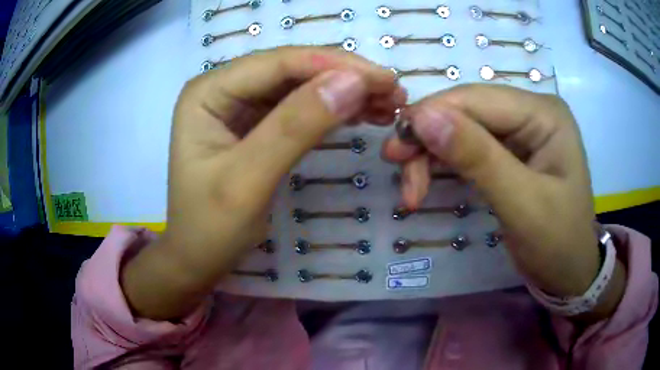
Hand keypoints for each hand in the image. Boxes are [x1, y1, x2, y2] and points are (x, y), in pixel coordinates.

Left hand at [122, 47, 403, 319]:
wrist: (197, 259)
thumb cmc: (210, 229)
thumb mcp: (248, 180)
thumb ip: (297, 126)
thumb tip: (354, 82)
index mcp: (208, 92)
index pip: (278, 63)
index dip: (335, 65)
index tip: (386, 79)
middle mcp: (223, 88)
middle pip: (292, 70)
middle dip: (345, 77)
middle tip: (394, 93)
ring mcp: (239, 105)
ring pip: (301, 86)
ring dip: (345, 91)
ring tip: (387, 104)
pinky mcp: (255, 124)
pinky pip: (300, 108)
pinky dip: (333, 109)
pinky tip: (361, 114)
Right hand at [382, 84, 624, 318]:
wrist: (569, 272)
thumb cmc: (557, 244)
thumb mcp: (523, 206)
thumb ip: (479, 159)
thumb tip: (424, 118)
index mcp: (544, 113)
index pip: (478, 99)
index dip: (432, 116)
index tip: (395, 149)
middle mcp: (531, 111)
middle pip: (467, 110)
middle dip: (429, 137)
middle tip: (396, 167)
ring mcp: (520, 130)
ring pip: (461, 127)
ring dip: (431, 152)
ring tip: (410, 186)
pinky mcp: (509, 150)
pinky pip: (467, 146)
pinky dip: (442, 163)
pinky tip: (425, 180)